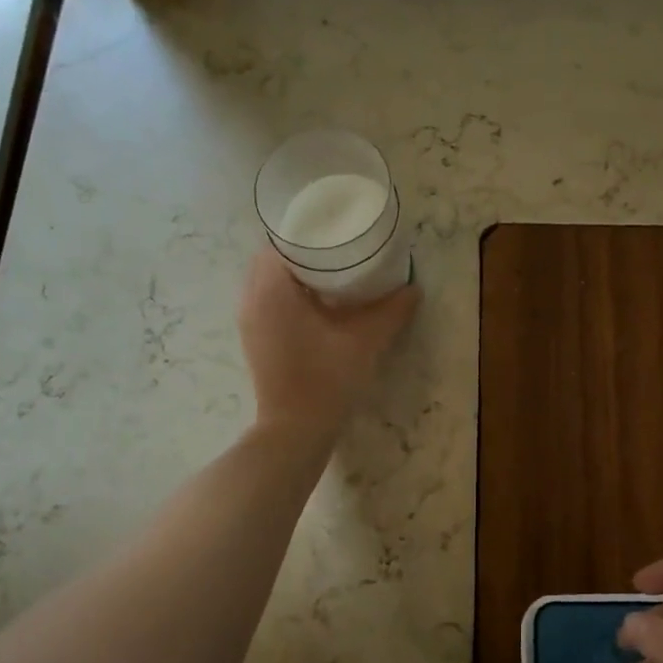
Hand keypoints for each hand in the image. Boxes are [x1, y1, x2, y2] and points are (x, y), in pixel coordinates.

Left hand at [238, 249, 417, 436]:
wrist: (295, 430)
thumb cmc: (326, 379)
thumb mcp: (365, 340)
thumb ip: (391, 310)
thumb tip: (413, 288)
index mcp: (272, 289)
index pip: (281, 241)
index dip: (308, 232)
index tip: (336, 232)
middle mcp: (251, 299)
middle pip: (273, 259)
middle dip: (303, 253)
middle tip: (339, 253)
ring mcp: (249, 321)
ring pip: (268, 281)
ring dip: (296, 275)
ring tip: (333, 276)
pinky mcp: (254, 339)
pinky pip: (267, 301)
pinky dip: (289, 295)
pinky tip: (319, 305)